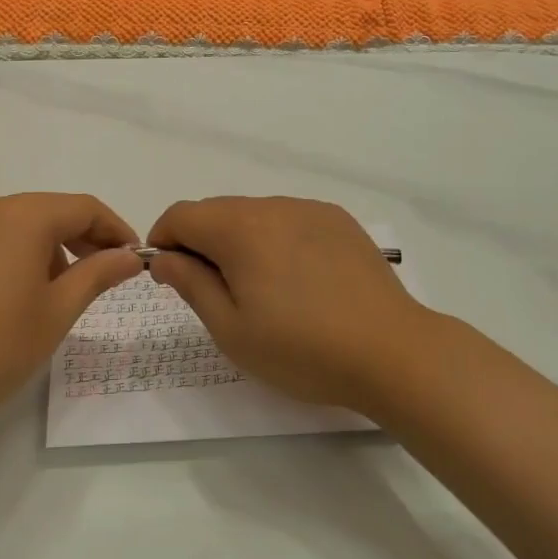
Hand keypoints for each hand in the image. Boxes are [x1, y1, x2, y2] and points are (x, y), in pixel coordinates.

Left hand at [0, 193, 143, 435]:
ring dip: (41, 247)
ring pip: (12, 225)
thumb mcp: (57, 312)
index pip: (83, 207)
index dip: (114, 229)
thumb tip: (129, 256)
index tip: (132, 256)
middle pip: (46, 211)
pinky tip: (1, 298)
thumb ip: (98, 274)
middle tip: (99, 273)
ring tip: (49, 291)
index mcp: (24, 217)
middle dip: (79, 237)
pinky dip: (4, 256)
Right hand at [145, 197, 443, 412]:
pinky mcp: (339, 220)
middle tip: (213, 291)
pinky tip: (298, 280)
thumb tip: (165, 257)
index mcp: (239, 229)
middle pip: (217, 211)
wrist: (393, 352)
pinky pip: (289, 220)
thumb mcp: (231, 329)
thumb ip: (191, 284)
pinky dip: (277, 240)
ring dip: (240, 240)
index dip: (164, 240)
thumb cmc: (302, 349)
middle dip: (201, 242)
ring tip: (261, 289)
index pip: (181, 214)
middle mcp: (272, 206)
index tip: (169, 277)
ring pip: (254, 214)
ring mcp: (309, 209)